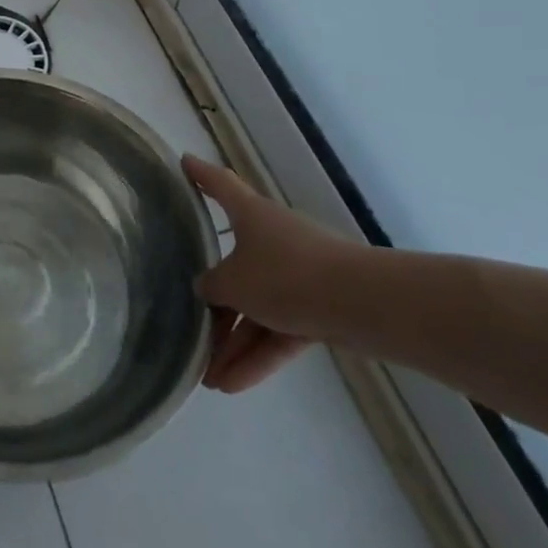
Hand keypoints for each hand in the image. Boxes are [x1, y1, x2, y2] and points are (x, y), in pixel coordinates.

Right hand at [185, 155, 353, 393]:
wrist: (363, 305)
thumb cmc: (286, 276)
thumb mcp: (233, 282)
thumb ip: (211, 286)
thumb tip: (206, 288)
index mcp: (251, 215)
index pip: (219, 185)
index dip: (200, 174)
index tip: (183, 162)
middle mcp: (273, 237)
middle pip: (234, 264)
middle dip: (214, 302)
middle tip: (190, 324)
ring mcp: (299, 273)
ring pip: (257, 307)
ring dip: (234, 343)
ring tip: (210, 380)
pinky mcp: (319, 307)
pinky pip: (280, 330)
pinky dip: (260, 355)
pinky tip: (235, 385)